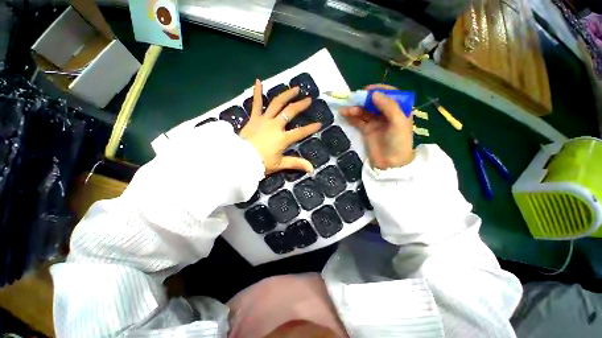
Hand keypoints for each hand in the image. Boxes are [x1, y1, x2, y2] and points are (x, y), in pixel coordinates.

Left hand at [240, 79, 320, 174]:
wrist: (240, 159)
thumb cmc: (261, 163)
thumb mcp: (280, 164)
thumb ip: (296, 164)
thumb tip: (311, 169)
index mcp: (283, 138)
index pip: (300, 132)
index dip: (310, 128)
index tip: (319, 124)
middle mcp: (275, 125)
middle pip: (290, 112)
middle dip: (300, 105)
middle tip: (308, 99)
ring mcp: (264, 119)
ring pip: (277, 103)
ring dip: (286, 95)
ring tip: (295, 88)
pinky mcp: (254, 118)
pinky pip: (256, 103)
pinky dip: (257, 92)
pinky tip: (258, 81)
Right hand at [340, 84, 413, 169]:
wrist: (391, 163)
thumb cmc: (399, 142)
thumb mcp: (398, 122)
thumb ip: (389, 107)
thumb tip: (374, 94)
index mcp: (399, 110)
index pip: (389, 95)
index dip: (379, 90)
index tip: (367, 90)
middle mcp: (387, 114)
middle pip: (374, 102)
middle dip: (363, 100)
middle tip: (352, 98)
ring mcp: (375, 122)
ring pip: (364, 111)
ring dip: (354, 109)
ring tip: (345, 109)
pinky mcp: (367, 130)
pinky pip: (358, 121)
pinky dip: (351, 117)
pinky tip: (344, 114)